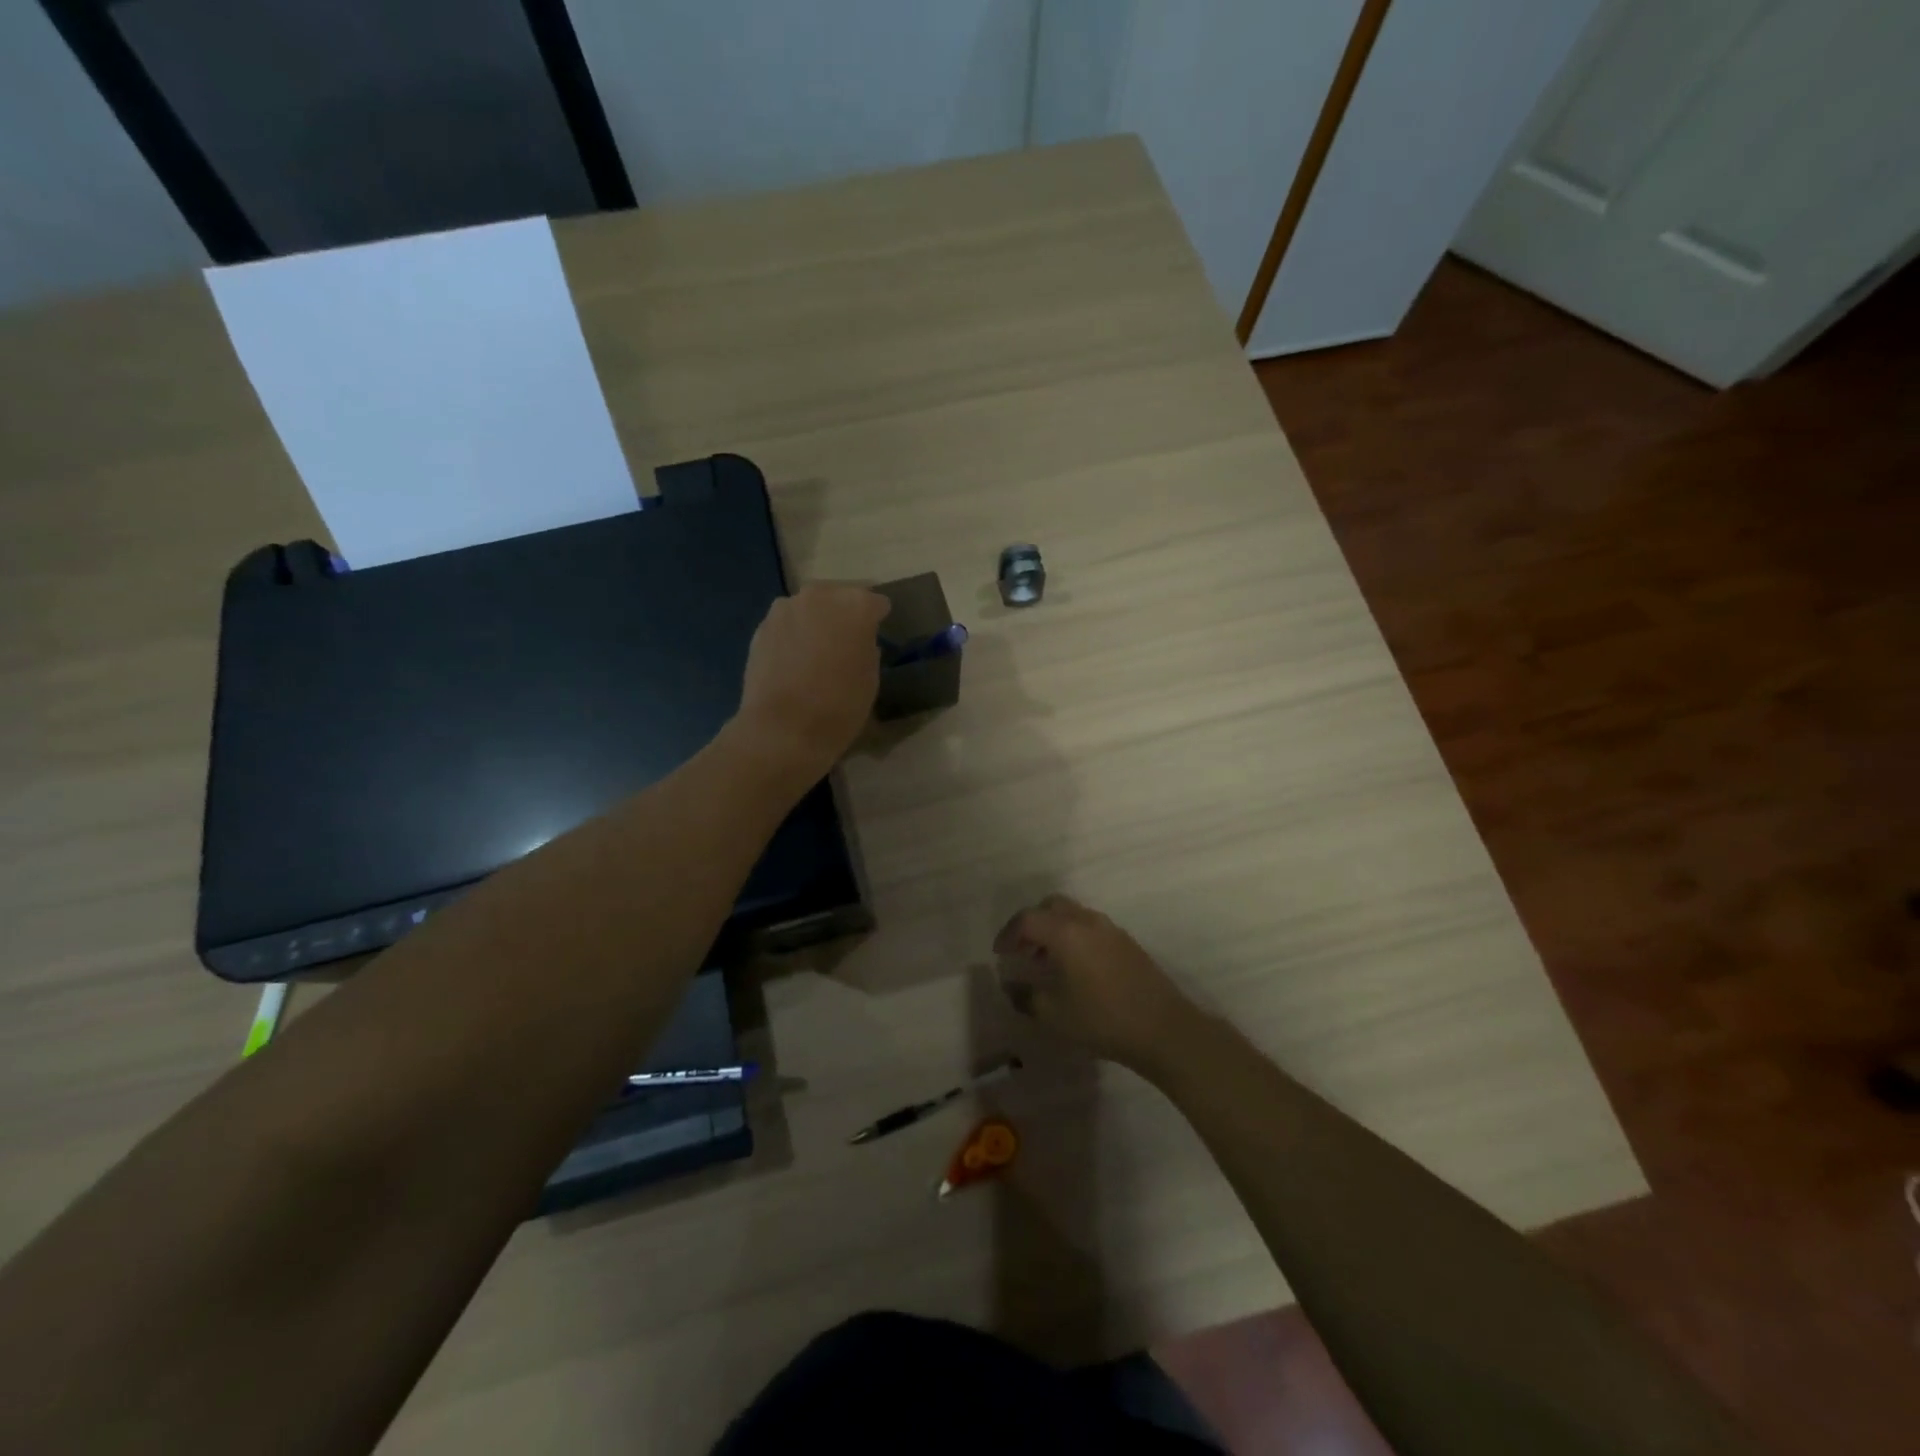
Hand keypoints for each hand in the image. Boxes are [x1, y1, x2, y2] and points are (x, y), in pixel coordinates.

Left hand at [733, 583, 889, 782]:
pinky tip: (795, 660)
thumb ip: (867, 649)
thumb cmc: (840, 706)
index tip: (877, 636)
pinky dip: (794, 636)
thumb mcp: (871, 679)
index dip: (877, 620)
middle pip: (839, 596)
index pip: (876, 603)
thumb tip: (858, 642)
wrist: (783, 728)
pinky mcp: (761, 627)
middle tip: (847, 641)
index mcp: (855, 605)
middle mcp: (819, 596)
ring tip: (818, 650)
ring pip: (809, 607)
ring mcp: (785, 609)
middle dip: (844, 614)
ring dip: (816, 621)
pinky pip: (787, 624)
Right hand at [993, 895, 1204, 1073]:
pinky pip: (1091, 927)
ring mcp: (1111, 930)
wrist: (1163, 1029)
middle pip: (1051, 906)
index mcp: (1066, 933)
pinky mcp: (1127, 943)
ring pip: (1073, 915)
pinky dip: (1074, 936)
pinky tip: (1074, 968)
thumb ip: (1026, 996)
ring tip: (1045, 961)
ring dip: (1054, 930)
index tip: (1000, 954)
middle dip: (1031, 924)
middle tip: (1021, 950)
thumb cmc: (1102, 1019)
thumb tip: (1010, 985)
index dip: (1008, 934)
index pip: (1028, 920)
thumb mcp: (1053, 1014)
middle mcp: (1087, 921)